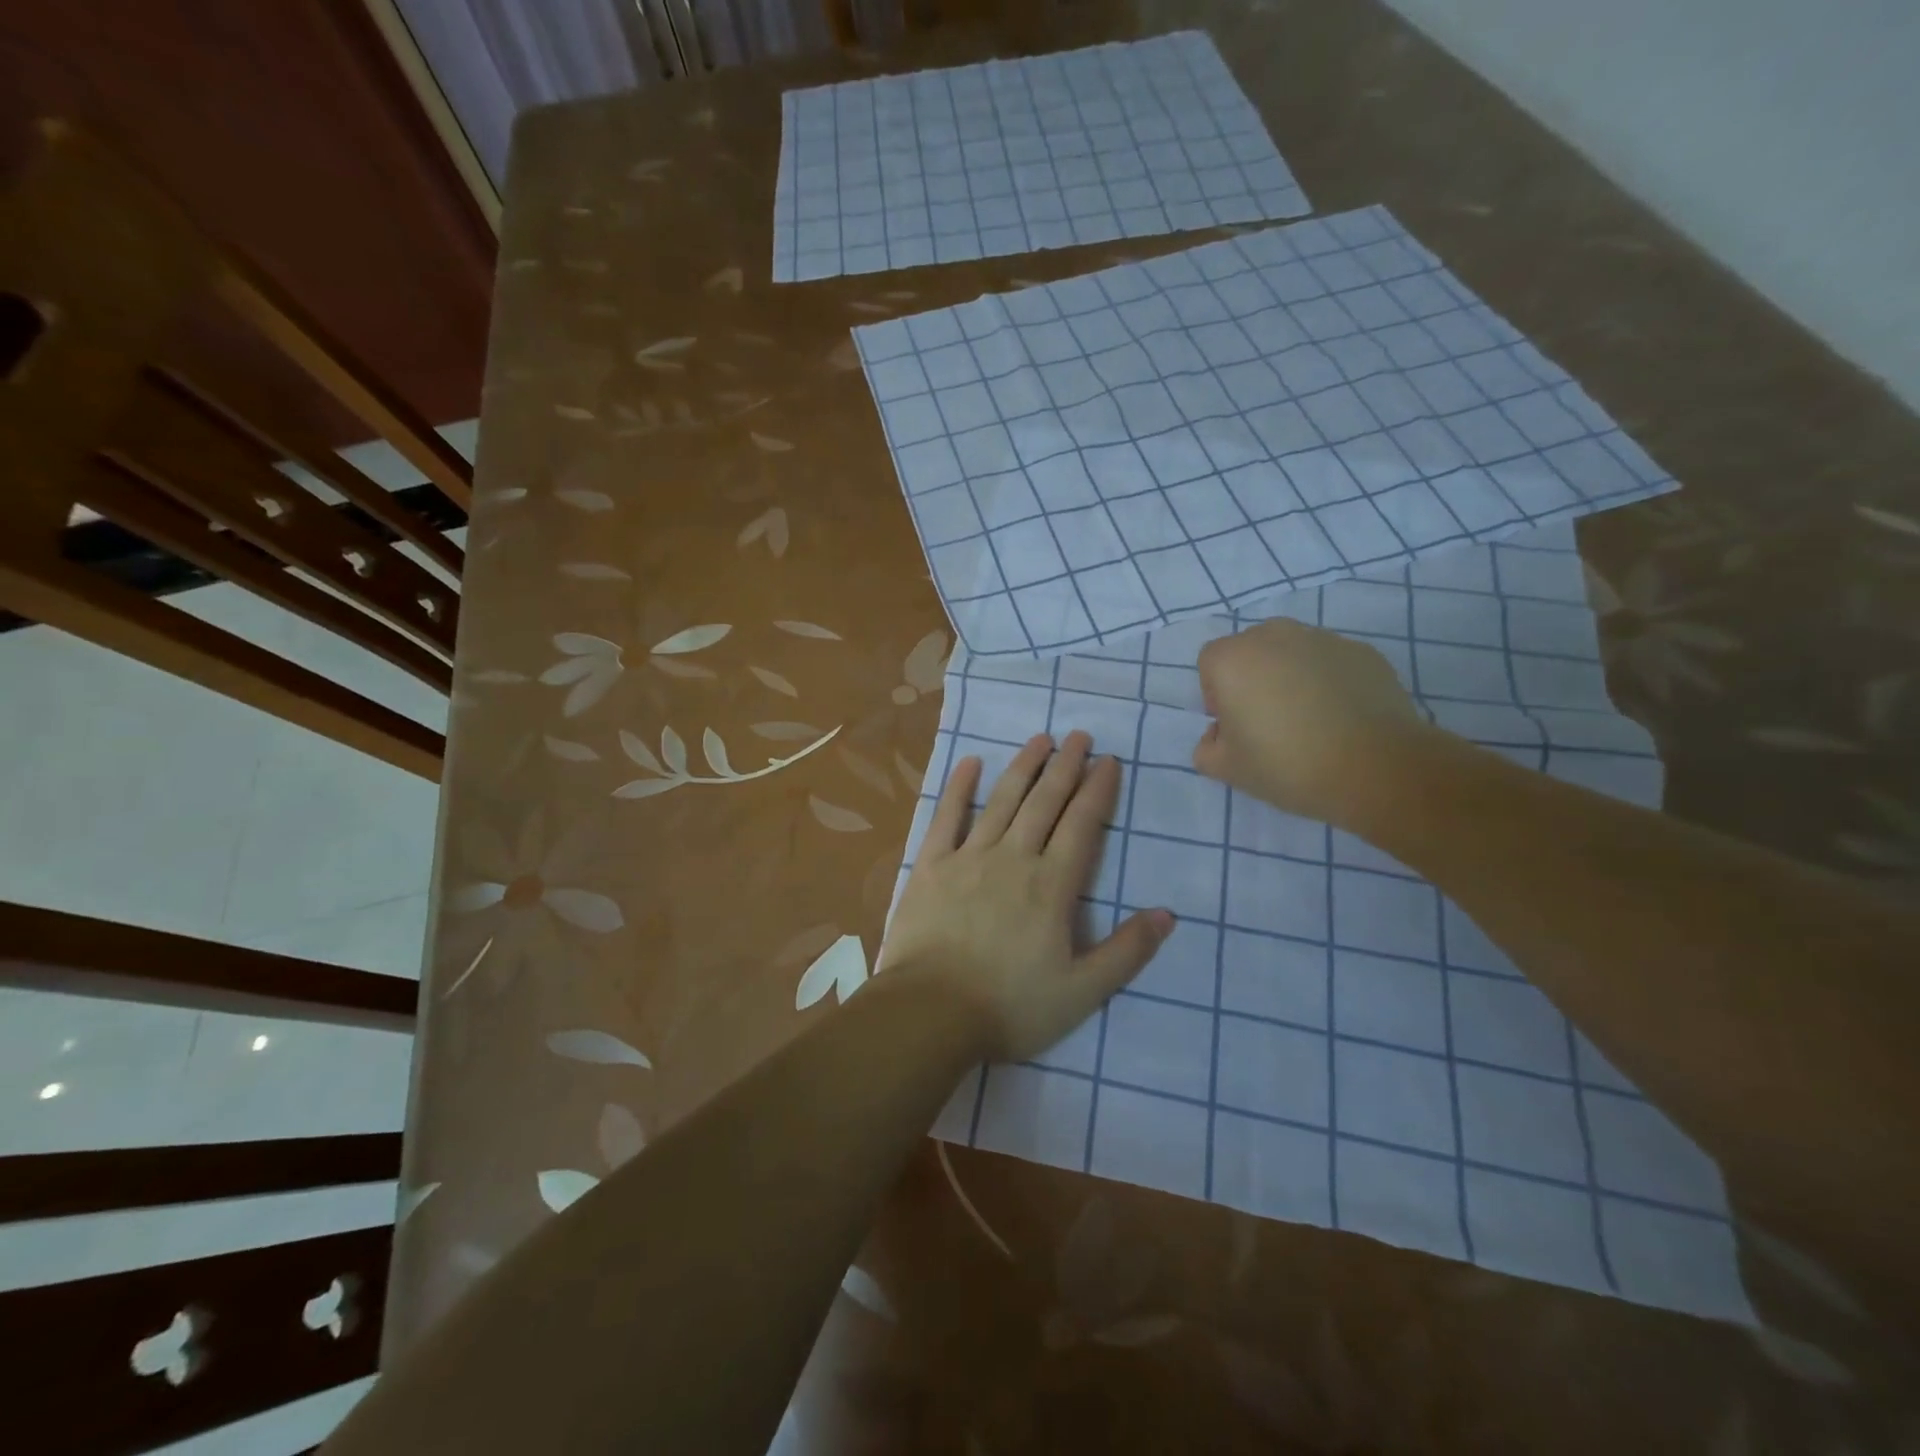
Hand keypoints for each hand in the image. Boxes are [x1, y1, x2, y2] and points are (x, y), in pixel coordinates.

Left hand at [879, 731, 1172, 1062]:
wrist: (930, 1013)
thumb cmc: (1009, 1006)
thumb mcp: (1081, 992)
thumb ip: (1126, 952)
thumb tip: (1167, 914)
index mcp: (1051, 886)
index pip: (1082, 826)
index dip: (1097, 791)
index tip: (1109, 761)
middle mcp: (1013, 858)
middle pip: (1044, 803)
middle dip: (1065, 767)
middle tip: (1079, 736)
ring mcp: (968, 857)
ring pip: (1001, 801)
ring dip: (1023, 767)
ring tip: (1040, 739)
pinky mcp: (930, 865)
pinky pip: (945, 817)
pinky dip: (959, 788)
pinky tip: (970, 763)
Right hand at [1194, 619, 1434, 831]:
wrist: (1377, 768)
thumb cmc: (1288, 765)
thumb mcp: (1227, 770)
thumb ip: (1207, 748)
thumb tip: (1220, 734)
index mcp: (1232, 659)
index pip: (1210, 664)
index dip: (1217, 695)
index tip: (1235, 726)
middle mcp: (1274, 636)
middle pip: (1251, 651)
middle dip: (1253, 679)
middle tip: (1269, 722)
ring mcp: (1322, 639)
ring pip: (1292, 653)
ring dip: (1291, 676)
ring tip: (1310, 719)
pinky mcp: (1362, 651)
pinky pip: (1330, 662)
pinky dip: (1329, 681)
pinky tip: (1341, 717)